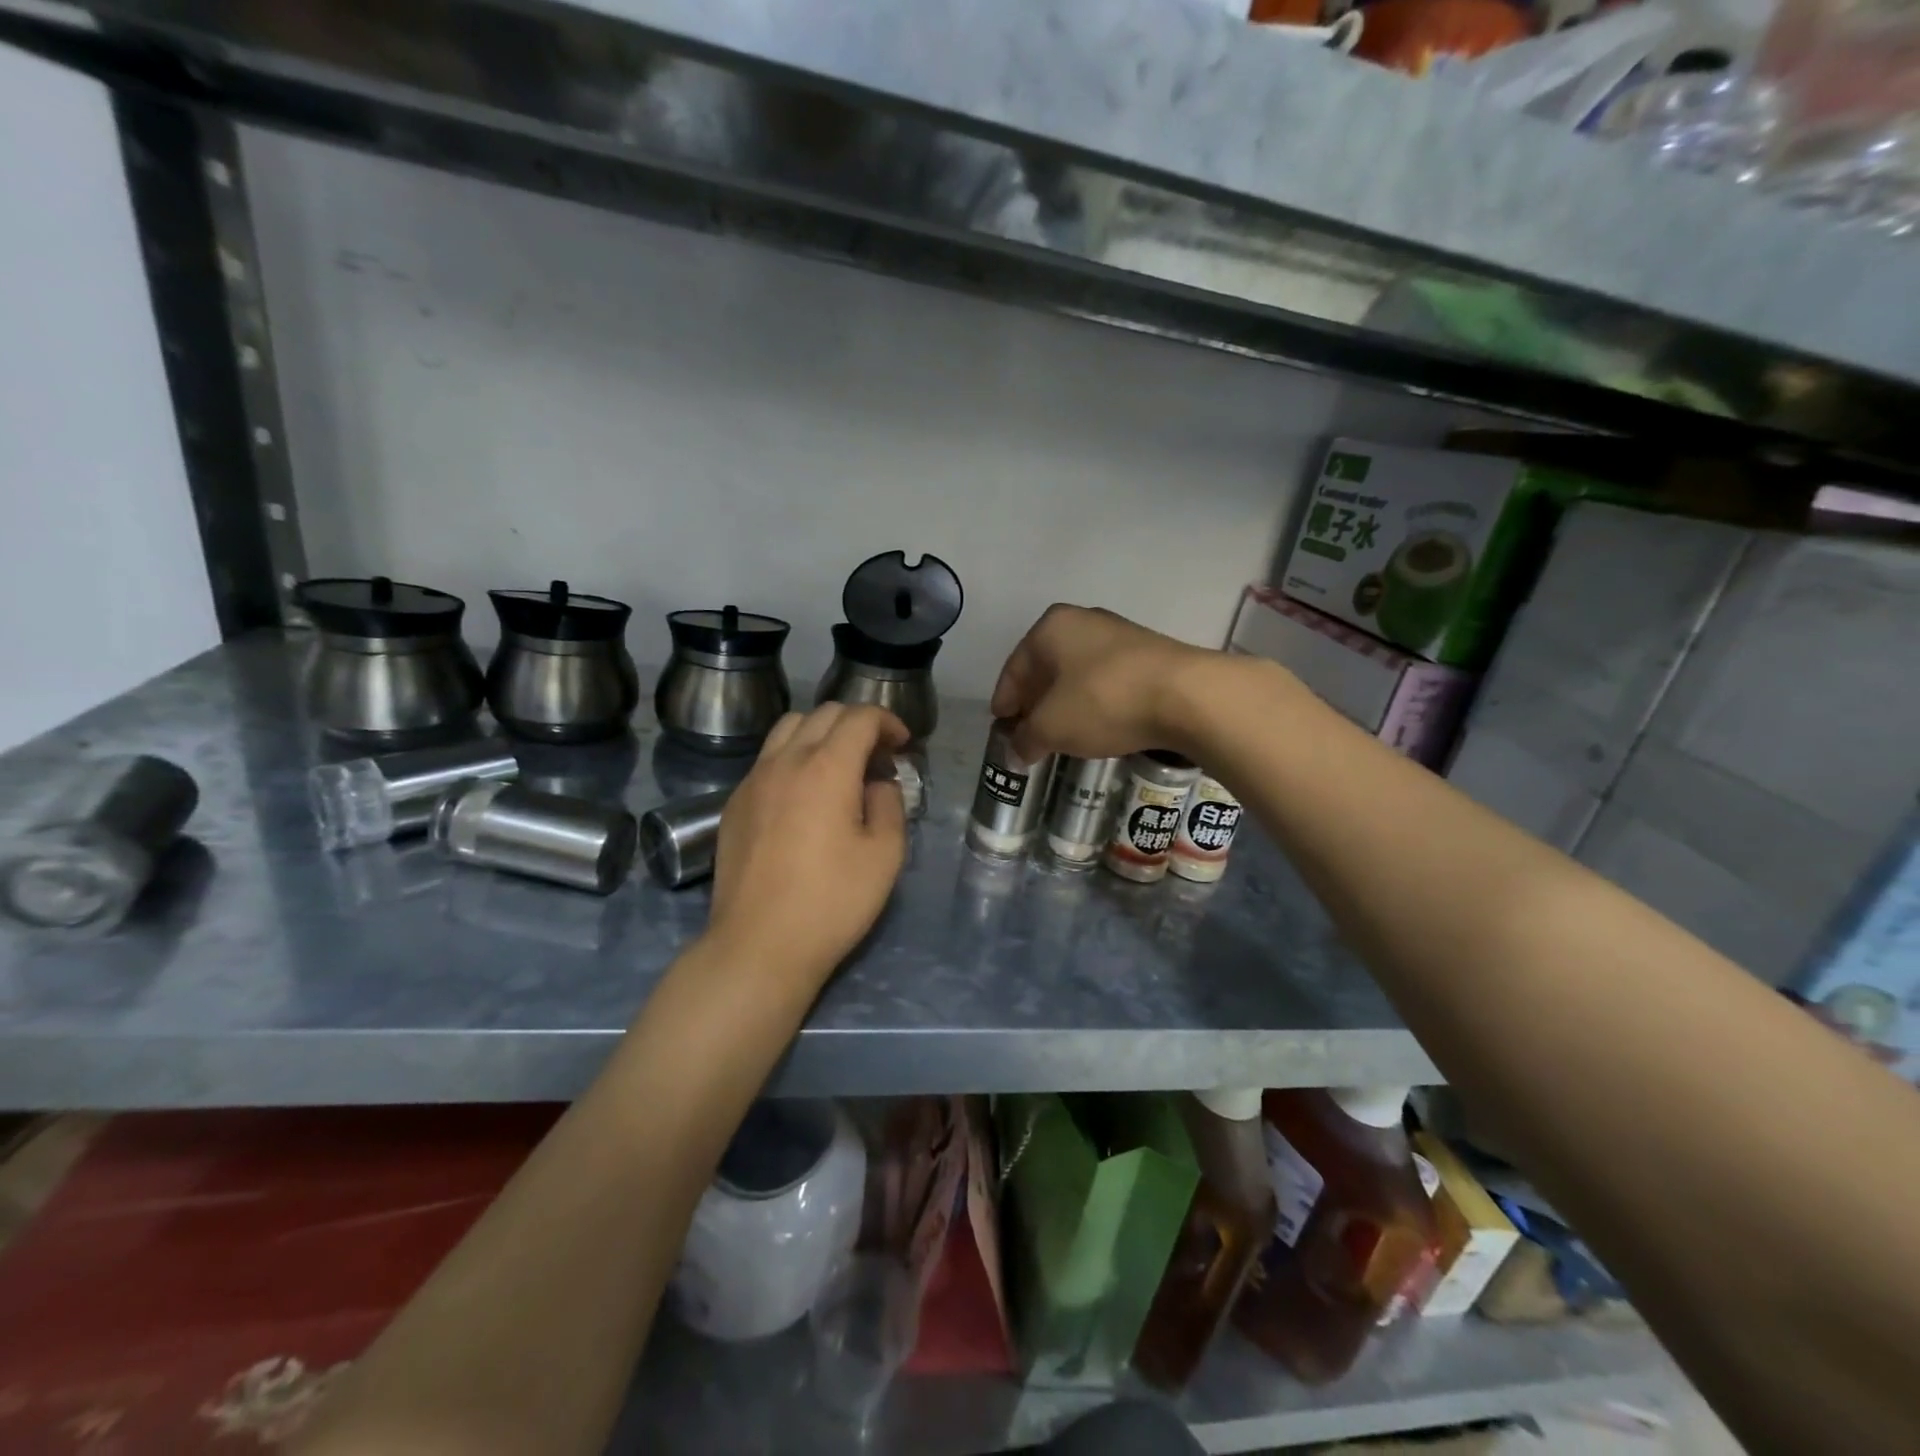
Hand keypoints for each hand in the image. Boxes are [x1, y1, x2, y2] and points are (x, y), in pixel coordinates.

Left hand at [708, 703, 910, 986]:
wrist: (758, 945)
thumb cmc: (831, 902)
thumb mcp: (885, 855)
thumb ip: (889, 805)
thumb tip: (877, 783)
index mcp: (827, 768)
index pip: (860, 717)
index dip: (888, 721)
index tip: (903, 745)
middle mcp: (785, 761)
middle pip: (823, 714)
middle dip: (858, 724)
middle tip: (878, 755)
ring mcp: (753, 780)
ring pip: (788, 728)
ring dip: (821, 733)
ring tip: (840, 766)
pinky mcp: (734, 803)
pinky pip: (767, 759)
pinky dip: (794, 756)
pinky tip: (804, 794)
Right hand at [990, 604, 1213, 761]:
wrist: (1187, 696)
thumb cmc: (1103, 701)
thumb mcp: (1052, 727)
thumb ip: (1026, 739)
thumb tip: (1015, 752)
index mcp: (1051, 627)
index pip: (1014, 669)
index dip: (1004, 702)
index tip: (1001, 727)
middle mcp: (1083, 621)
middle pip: (1046, 668)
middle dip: (1035, 702)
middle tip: (1029, 733)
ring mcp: (1120, 634)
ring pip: (1078, 673)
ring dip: (1066, 703)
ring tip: (1063, 734)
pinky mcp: (1149, 653)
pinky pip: (1107, 680)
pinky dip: (1095, 702)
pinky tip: (1098, 725)